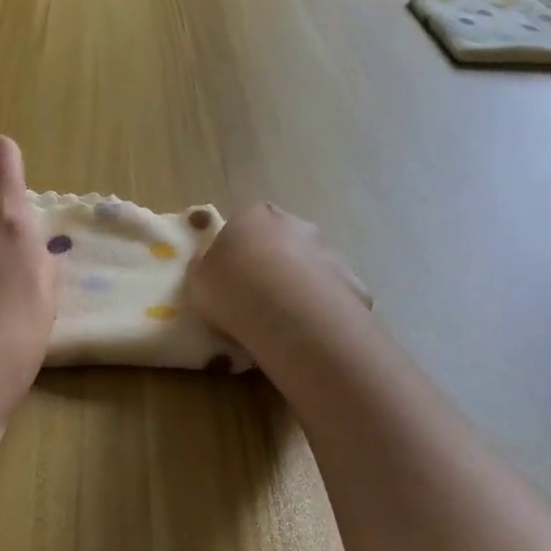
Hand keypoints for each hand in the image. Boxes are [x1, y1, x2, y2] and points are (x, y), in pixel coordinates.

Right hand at [186, 203, 371, 367]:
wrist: (288, 313)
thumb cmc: (231, 288)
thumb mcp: (198, 280)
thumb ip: (207, 270)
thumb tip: (212, 270)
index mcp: (254, 216)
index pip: (244, 226)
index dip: (237, 253)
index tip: (230, 280)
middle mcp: (296, 224)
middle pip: (281, 243)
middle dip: (273, 267)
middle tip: (257, 301)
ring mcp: (329, 252)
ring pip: (309, 269)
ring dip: (299, 288)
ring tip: (282, 324)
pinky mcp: (352, 283)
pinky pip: (331, 297)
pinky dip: (322, 311)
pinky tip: (309, 334)